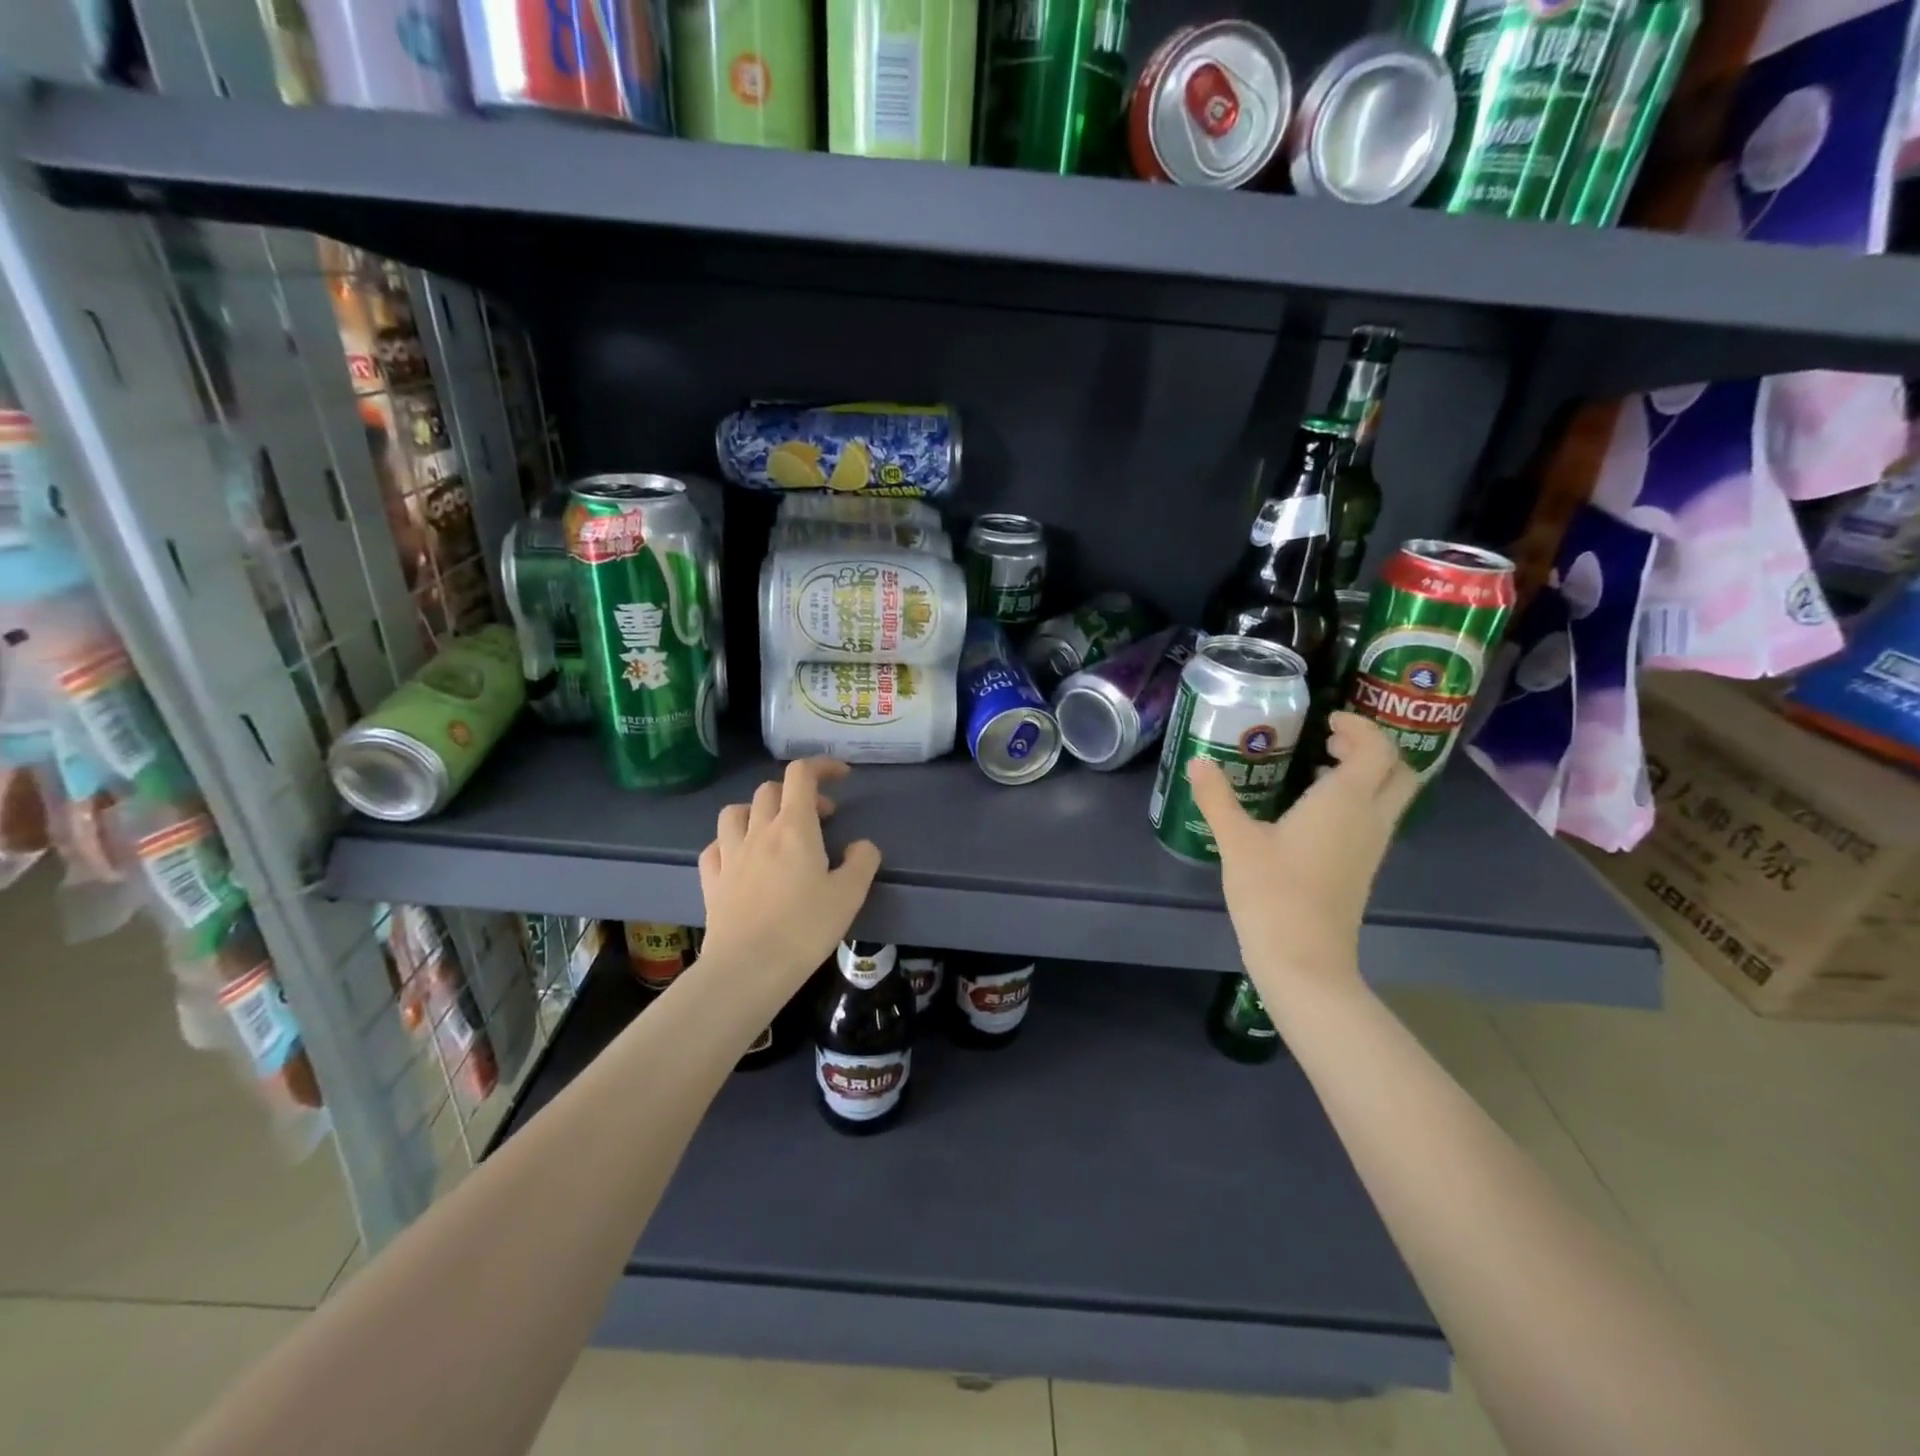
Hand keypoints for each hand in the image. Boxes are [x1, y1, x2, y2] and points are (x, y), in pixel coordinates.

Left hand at [696, 758, 881, 994]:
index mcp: (794, 828)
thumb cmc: (805, 928)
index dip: (822, 766)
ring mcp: (730, 854)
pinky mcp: (712, 880)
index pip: (802, 775)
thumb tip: (861, 846)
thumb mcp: (850, 895)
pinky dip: (730, 841)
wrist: (748, 969)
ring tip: (774, 829)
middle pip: (770, 790)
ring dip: (758, 810)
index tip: (841, 776)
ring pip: (736, 811)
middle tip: (820, 817)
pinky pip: (715, 846)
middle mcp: (758, 831)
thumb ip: (862, 862)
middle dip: (797, 793)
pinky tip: (741, 857)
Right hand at [1188, 712, 1416, 996]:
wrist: (1304, 959)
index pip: (1377, 749)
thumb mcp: (1236, 841)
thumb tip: (1197, 762)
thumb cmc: (1272, 893)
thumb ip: (1217, 798)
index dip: (1359, 727)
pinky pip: (1374, 819)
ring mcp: (1370, 847)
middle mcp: (1369, 819)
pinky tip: (1312, 811)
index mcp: (1345, 802)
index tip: (1327, 720)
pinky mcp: (1363, 868)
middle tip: (1330, 741)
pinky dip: (1357, 801)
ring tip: (1317, 768)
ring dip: (1365, 775)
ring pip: (1390, 798)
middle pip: (1398, 772)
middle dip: (1372, 749)